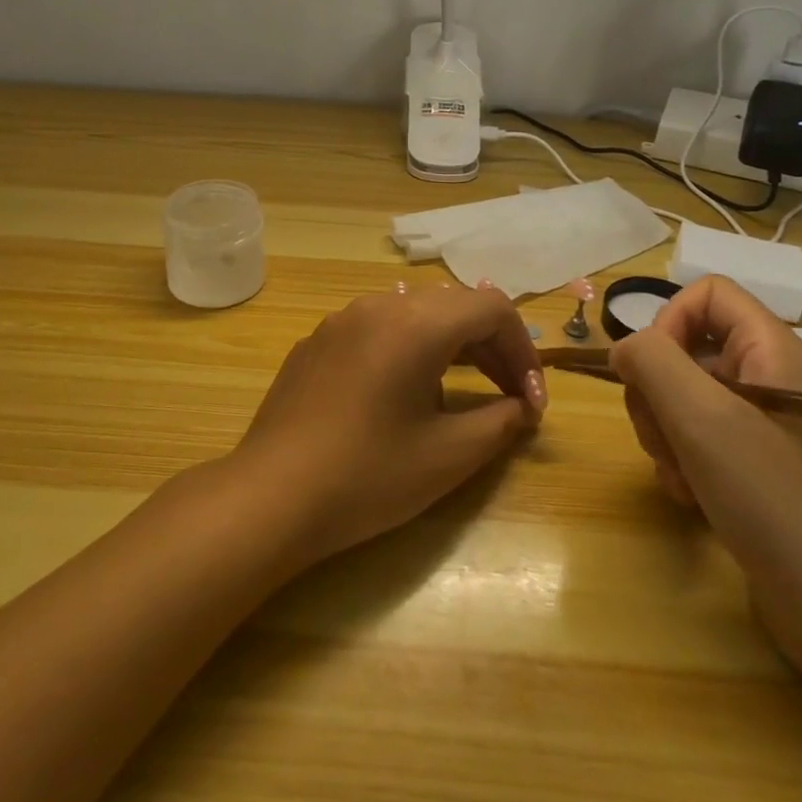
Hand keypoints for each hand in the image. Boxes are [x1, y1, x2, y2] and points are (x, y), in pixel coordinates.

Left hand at [227, 284, 547, 567]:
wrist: (270, 496)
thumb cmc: (367, 476)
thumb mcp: (448, 456)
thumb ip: (500, 422)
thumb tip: (521, 407)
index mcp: (415, 323)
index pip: (492, 308)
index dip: (523, 350)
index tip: (531, 402)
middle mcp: (378, 306)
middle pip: (454, 306)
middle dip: (491, 347)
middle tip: (510, 397)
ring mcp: (341, 320)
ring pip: (415, 313)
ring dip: (451, 345)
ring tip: (464, 392)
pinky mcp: (317, 342)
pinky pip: (377, 329)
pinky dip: (409, 349)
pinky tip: (403, 394)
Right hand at [609, 276, 801, 690]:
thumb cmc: (776, 500)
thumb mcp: (703, 419)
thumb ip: (652, 362)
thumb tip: (624, 348)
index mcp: (771, 350)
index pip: (705, 294)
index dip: (667, 322)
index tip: (652, 374)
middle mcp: (768, 378)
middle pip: (684, 349)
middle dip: (656, 393)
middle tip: (664, 438)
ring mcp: (762, 426)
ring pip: (681, 398)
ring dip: (663, 434)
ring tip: (679, 476)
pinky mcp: (753, 467)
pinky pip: (695, 440)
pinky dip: (680, 463)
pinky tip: (690, 497)